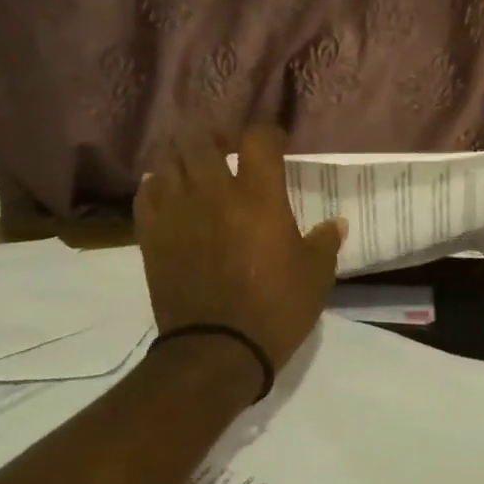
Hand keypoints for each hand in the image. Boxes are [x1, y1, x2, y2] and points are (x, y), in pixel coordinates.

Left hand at [135, 126, 345, 373]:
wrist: (216, 350)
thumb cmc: (276, 308)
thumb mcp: (316, 276)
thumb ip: (325, 242)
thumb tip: (336, 223)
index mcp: (259, 196)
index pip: (257, 139)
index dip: (267, 134)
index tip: (276, 144)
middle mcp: (214, 193)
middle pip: (203, 140)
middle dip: (217, 137)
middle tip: (228, 149)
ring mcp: (177, 212)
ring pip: (170, 161)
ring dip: (185, 158)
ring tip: (197, 168)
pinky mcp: (152, 235)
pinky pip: (146, 192)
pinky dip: (158, 184)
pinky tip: (169, 193)